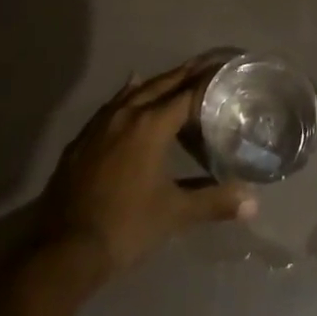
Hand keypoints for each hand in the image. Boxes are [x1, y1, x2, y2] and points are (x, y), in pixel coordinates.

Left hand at [36, 58, 257, 282]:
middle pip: (161, 84)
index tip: (225, 71)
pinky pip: (112, 105)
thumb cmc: (125, 227)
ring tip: (175, 77)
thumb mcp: (174, 215)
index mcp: (151, 125)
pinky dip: (128, 95)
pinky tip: (129, 92)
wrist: (63, 250)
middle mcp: (127, 114)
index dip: (208, 82)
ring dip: (157, 83)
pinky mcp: (82, 139)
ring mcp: (101, 124)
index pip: (187, 94)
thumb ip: (213, 202)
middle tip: (206, 64)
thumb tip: (253, 202)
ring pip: (134, 92)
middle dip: (185, 74)